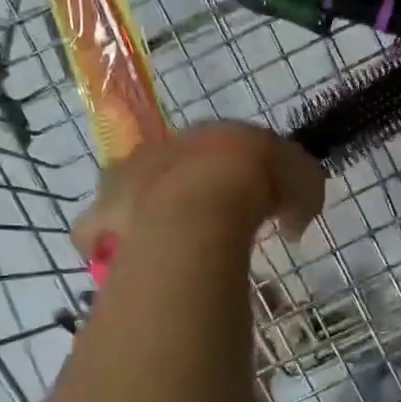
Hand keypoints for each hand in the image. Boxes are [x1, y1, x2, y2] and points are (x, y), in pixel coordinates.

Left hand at [71, 122, 324, 258]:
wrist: (204, 200)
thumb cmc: (257, 184)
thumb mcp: (304, 183)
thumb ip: (303, 195)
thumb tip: (294, 219)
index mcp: (210, 136)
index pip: (221, 150)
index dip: (236, 175)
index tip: (250, 200)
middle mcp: (163, 151)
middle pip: (169, 166)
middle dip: (184, 188)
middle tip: (205, 221)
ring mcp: (125, 182)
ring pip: (126, 192)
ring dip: (141, 212)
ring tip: (161, 242)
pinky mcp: (100, 218)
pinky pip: (95, 234)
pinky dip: (105, 246)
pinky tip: (125, 265)